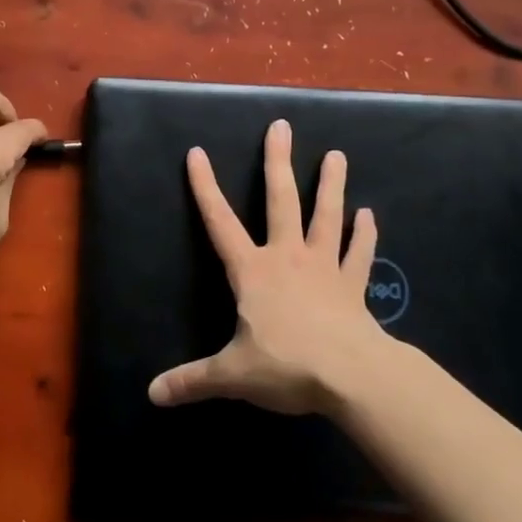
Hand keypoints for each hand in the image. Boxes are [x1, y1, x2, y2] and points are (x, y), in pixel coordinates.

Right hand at [149, 118, 381, 415]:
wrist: (351, 377)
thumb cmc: (286, 366)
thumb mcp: (232, 375)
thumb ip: (192, 380)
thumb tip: (151, 394)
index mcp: (253, 271)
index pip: (220, 222)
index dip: (205, 187)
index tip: (197, 153)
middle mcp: (287, 257)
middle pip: (281, 201)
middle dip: (278, 163)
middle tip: (282, 127)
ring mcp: (324, 268)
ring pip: (326, 217)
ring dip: (331, 186)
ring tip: (337, 155)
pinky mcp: (352, 286)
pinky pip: (359, 255)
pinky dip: (365, 235)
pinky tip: (371, 215)